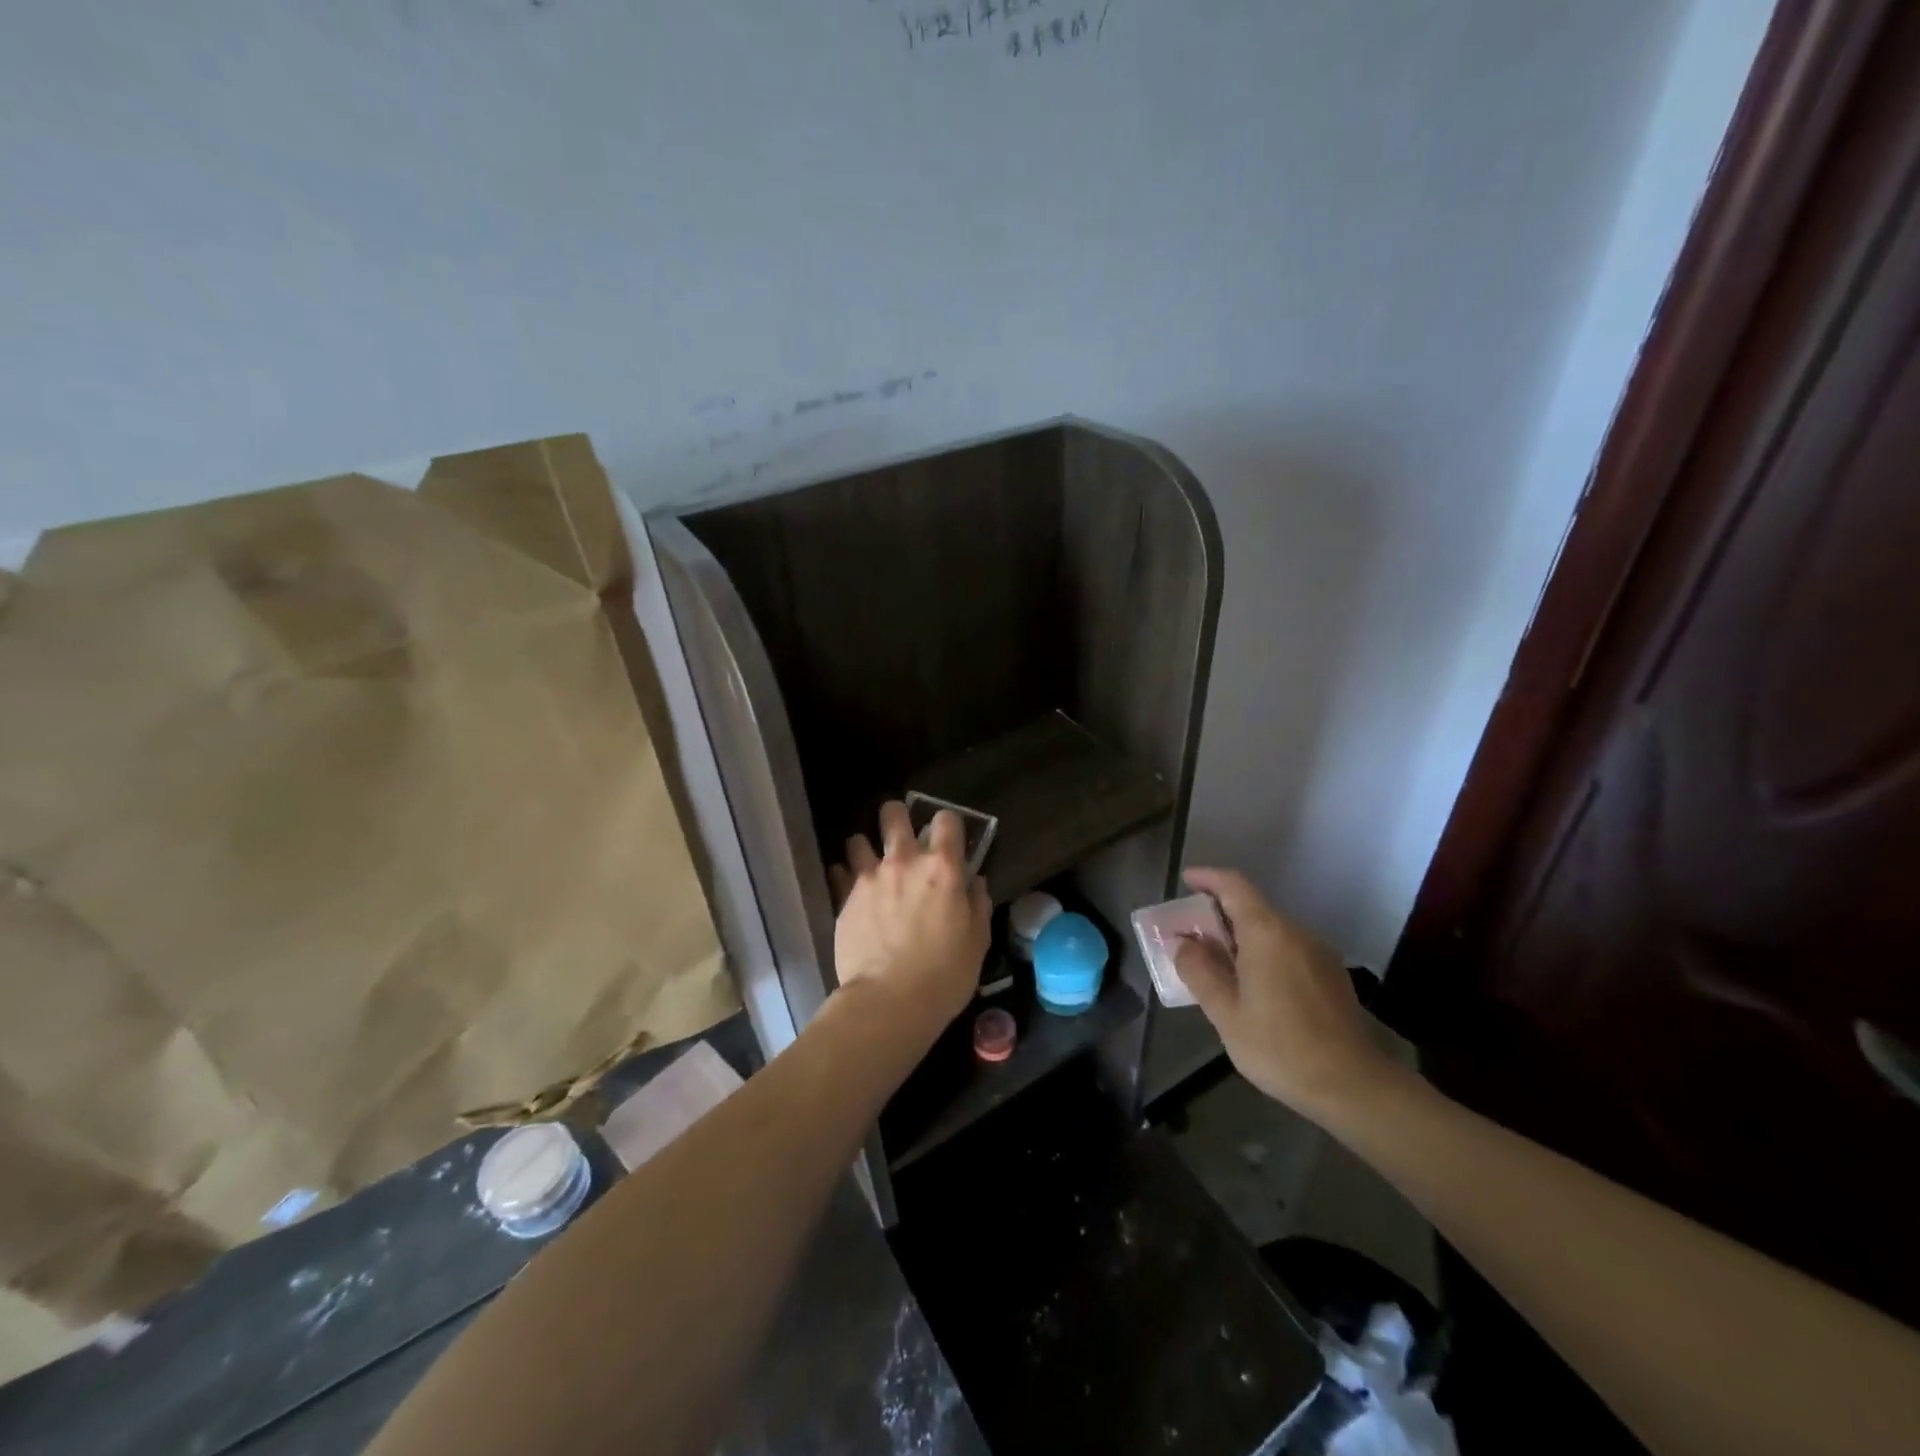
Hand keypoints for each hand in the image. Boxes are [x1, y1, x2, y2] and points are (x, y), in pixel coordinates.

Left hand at [828, 801, 990, 1029]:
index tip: (948, 838)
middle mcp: (904, 861)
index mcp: (942, 868)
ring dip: (865, 847)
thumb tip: (974, 882)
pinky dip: (844, 875)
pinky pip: (838, 872)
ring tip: (870, 862)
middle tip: (900, 835)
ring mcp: (869, 878)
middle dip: (897, 817)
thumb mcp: (977, 940)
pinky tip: (850, 888)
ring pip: (858, 839)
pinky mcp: (844, 898)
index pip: (946, 820)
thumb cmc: (945, 974)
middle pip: (893, 814)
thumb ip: (977, 904)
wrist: (890, 1001)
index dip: (948, 823)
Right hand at [1173, 867, 1396, 1124]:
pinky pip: (1288, 951)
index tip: (1186, 881)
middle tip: (1191, 935)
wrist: (1354, 1087)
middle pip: (1252, 909)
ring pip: (1271, 932)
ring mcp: (1318, 954)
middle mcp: (1295, 933)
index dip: (1208, 878)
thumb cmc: (1280, 1047)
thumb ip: (1199, 971)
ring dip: (1241, 939)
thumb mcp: (1226, 1013)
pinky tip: (1254, 988)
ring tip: (1218, 966)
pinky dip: (1263, 955)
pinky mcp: (1332, 977)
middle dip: (1219, 916)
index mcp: (1267, 933)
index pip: (1234, 886)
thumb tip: (1182, 943)